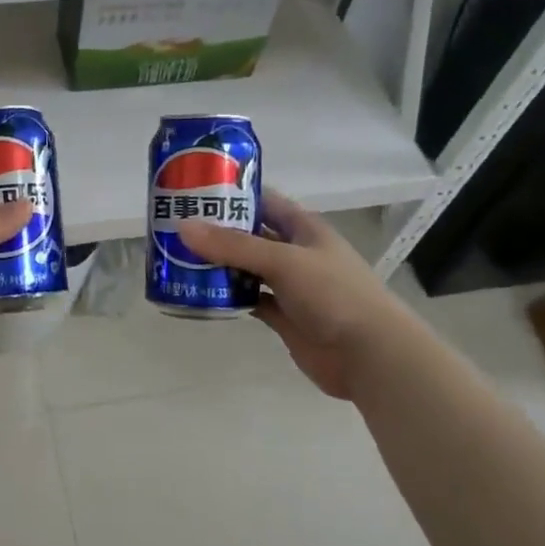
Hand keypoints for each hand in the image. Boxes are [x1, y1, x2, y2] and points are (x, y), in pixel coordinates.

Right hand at [177, 190, 403, 401]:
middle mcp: (296, 252)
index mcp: (303, 228)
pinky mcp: (283, 316)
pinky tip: (200, 293)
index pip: (263, 201)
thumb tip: (183, 227)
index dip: (232, 193)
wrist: (370, 355)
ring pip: (247, 268)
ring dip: (219, 265)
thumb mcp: (283, 261)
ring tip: (178, 258)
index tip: (193, 189)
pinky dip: (228, 296)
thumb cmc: (334, 295)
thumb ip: (234, 246)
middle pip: (250, 235)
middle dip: (217, 231)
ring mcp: (290, 286)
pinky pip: (249, 299)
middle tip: (174, 227)